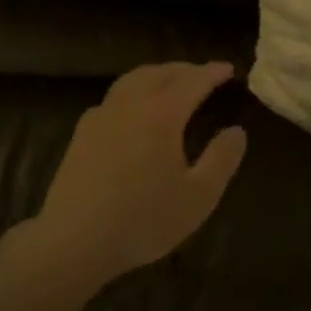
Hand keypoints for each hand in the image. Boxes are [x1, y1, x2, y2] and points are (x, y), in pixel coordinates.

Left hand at [31, 61, 246, 286]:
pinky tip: (133, 108)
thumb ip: (222, 159)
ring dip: (157, 74)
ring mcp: (102, 116)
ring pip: (133, 79)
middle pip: (161, 73)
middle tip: (204, 74)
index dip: (213, 73)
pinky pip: (114, 97)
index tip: (229, 69)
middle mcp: (131, 104)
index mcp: (162, 114)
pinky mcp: (82, 133)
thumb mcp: (198, 197)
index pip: (193, 81)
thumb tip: (237, 131)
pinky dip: (133, 90)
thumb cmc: (143, 220)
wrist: (73, 241)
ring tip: (171, 82)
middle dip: (185, 69)